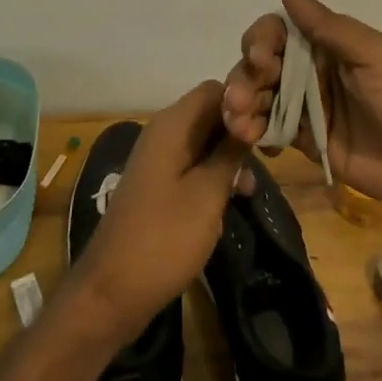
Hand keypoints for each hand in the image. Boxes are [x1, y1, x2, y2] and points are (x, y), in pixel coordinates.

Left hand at [66, 80, 246, 340]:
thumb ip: (229, 153)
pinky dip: (215, 174)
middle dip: (240, 131)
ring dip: (230, 156)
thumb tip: (248, 121)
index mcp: (172, 125)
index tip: (268, 130)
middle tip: (270, 158)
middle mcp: (164, 131)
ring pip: (205, 140)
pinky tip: (233, 198)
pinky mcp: (160, 183)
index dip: (243, 103)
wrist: (112, 291)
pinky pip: (194, 163)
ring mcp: (160, 158)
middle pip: (210, 112)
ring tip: (252, 187)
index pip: (215, 89)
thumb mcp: (207, 195)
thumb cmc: (163, 239)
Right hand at [221, 0, 381, 216]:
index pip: (275, 33)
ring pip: (259, 98)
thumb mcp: (368, 53)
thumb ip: (322, 22)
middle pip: (259, 66)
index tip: (258, 59)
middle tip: (239, 101)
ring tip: (240, 126)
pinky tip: (252, 141)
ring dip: (242, 107)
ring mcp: (305, 107)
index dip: (259, 42)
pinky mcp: (306, 142)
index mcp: (323, 43)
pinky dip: (256, 133)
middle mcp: (308, 71)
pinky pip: (271, 131)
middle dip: (243, 78)